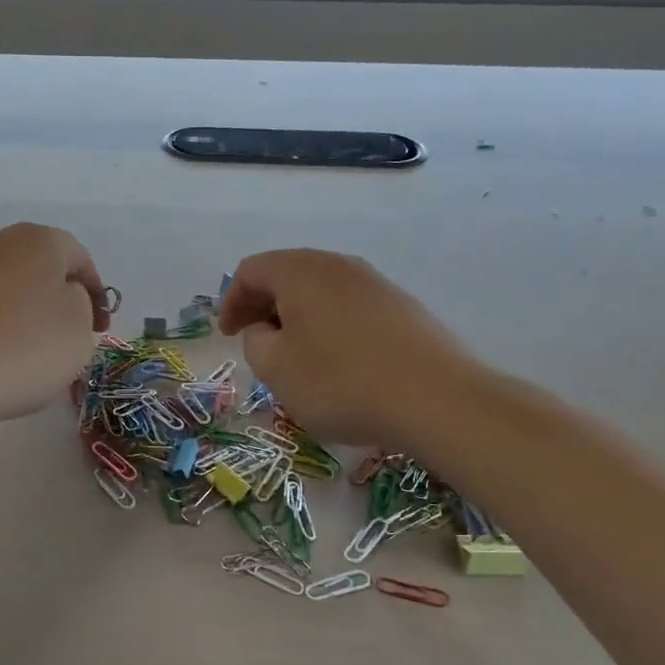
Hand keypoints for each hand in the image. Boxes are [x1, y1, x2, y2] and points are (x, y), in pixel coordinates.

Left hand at [0, 223, 109, 427]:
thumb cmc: (21, 348)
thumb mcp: (79, 329)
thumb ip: (83, 305)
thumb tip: (62, 298)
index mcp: (40, 240)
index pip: (80, 257)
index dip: (96, 293)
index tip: (100, 329)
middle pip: (42, 270)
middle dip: (60, 302)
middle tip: (70, 340)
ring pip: (11, 290)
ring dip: (27, 316)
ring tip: (32, 356)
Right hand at [218, 250, 475, 447]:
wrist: (436, 399)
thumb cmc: (341, 382)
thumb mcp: (276, 369)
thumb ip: (256, 342)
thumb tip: (266, 330)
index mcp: (300, 271)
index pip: (251, 271)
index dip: (231, 301)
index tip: (228, 336)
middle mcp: (338, 265)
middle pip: (287, 275)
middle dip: (264, 306)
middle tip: (256, 342)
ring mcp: (375, 283)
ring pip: (321, 291)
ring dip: (299, 318)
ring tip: (296, 355)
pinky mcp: (403, 307)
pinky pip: (351, 308)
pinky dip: (331, 326)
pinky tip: (339, 362)